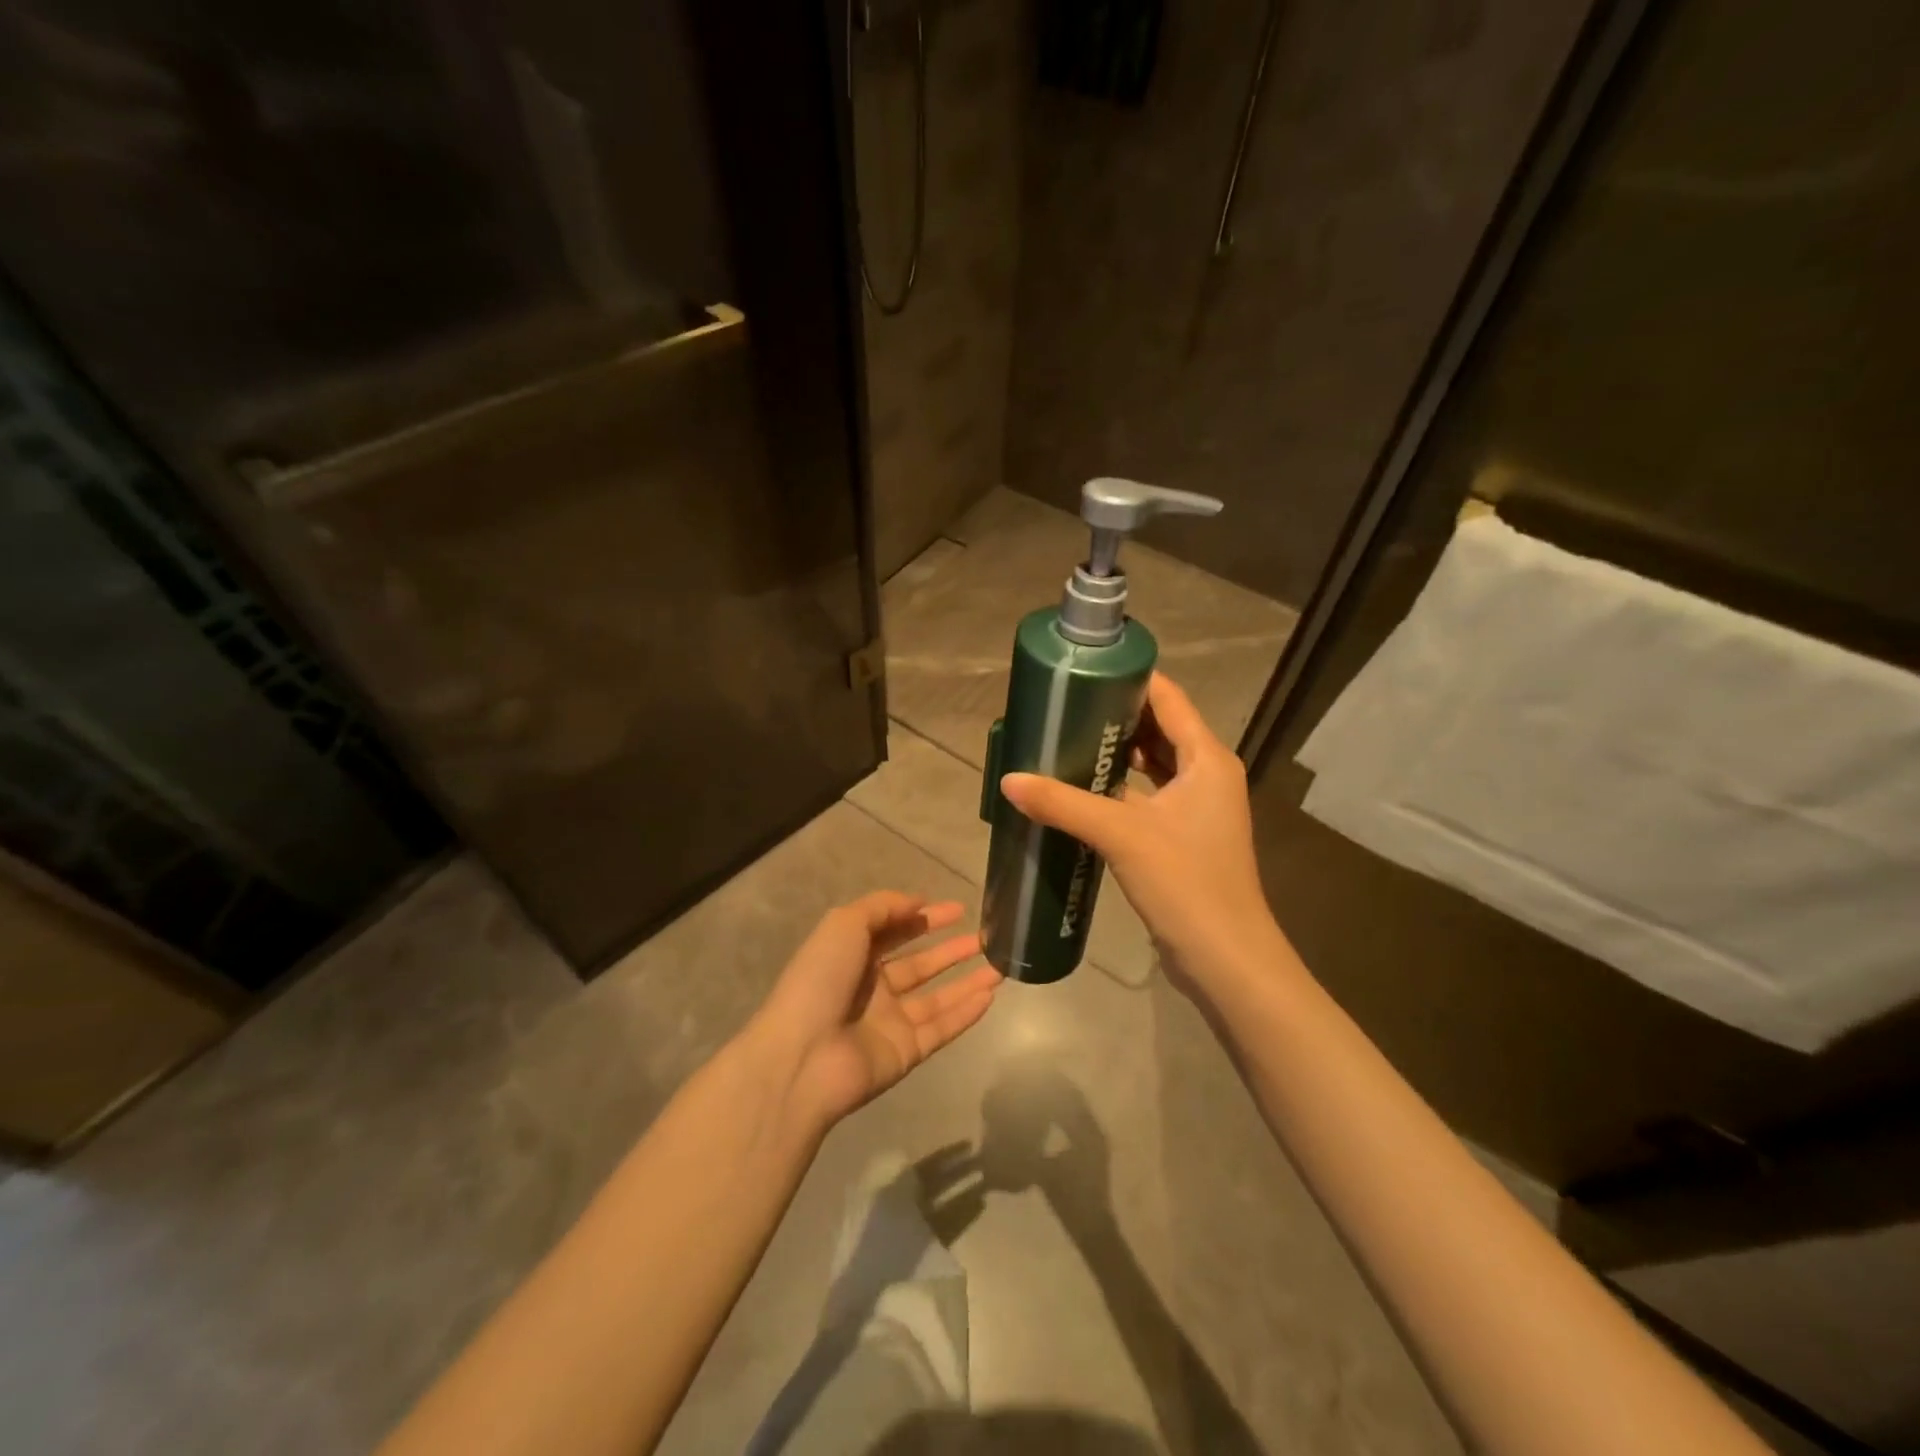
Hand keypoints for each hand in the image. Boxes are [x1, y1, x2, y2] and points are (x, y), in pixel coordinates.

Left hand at [752, 893, 998, 1126]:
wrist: (803, 1057)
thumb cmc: (820, 980)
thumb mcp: (844, 925)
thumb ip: (882, 907)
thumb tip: (918, 902)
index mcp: (852, 956)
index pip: (895, 932)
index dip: (924, 919)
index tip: (958, 909)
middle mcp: (872, 988)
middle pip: (920, 965)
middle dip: (951, 950)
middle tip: (986, 937)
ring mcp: (890, 1022)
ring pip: (938, 997)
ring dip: (967, 981)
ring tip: (1001, 965)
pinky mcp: (906, 1052)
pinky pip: (942, 1028)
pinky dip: (966, 1013)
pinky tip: (991, 995)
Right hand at [1001, 673, 1288, 1004]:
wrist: (1226, 959)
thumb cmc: (1186, 883)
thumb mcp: (1121, 835)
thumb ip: (1064, 803)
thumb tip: (1009, 780)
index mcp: (1207, 759)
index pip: (1168, 698)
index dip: (1129, 679)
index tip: (1084, 673)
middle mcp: (1208, 775)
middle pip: (1160, 728)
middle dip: (1116, 717)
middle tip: (1065, 709)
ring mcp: (1198, 808)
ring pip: (1154, 765)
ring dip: (1117, 754)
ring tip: (1068, 743)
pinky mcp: (1185, 837)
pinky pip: (1149, 796)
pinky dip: (1121, 788)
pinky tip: (1083, 792)